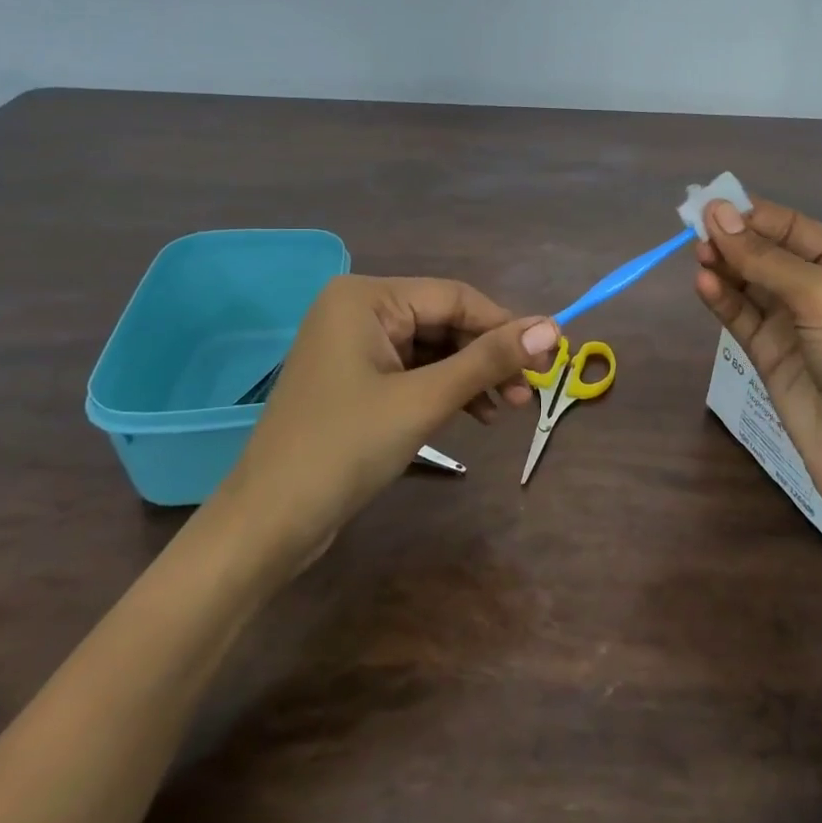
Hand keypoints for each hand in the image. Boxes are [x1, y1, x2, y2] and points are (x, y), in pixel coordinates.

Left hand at [219, 276, 557, 560]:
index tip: (552, 356)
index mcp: (366, 297)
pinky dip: (446, 390)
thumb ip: (488, 360)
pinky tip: (476, 414)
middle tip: (530, 393)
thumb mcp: (424, 400)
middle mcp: (358, 310)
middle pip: (445, 322)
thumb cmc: (345, 450)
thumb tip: (553, 327)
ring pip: (433, 349)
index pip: (455, 298)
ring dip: (472, 376)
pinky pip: (414, 372)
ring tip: (509, 409)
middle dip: (488, 356)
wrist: (268, 524)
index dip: (507, 326)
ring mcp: (354, 346)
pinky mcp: (355, 380)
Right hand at [694, 197, 821, 529]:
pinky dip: (723, 301)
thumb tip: (716, 214)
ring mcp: (796, 327)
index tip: (712, 206)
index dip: (755, 215)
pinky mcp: (772, 358)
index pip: (796, 229)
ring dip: (726, 267)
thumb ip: (767, 259)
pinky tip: (703, 284)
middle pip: (770, 254)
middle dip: (736, 240)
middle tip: (695, 230)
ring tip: (698, 254)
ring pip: (751, 285)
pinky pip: (742, 319)